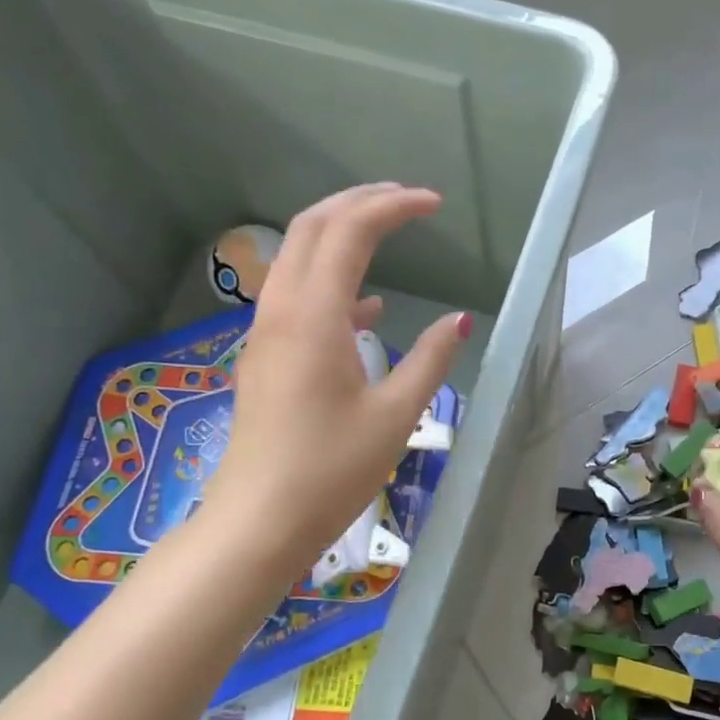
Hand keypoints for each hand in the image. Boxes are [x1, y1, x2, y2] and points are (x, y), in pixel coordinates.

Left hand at [202, 184, 469, 570]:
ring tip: (388, 231)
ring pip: (298, 257)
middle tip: (407, 199)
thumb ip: (430, 359)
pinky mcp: (266, 357)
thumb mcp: (396, 414)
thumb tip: (459, 320)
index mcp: (314, 317)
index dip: (392, 208)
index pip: (349, 233)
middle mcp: (282, 311)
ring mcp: (267, 333)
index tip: (434, 205)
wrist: (259, 521)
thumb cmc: (331, 470)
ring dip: (340, 233)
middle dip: (359, 202)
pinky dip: (332, 281)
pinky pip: (297, 296)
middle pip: (313, 228)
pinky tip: (368, 308)